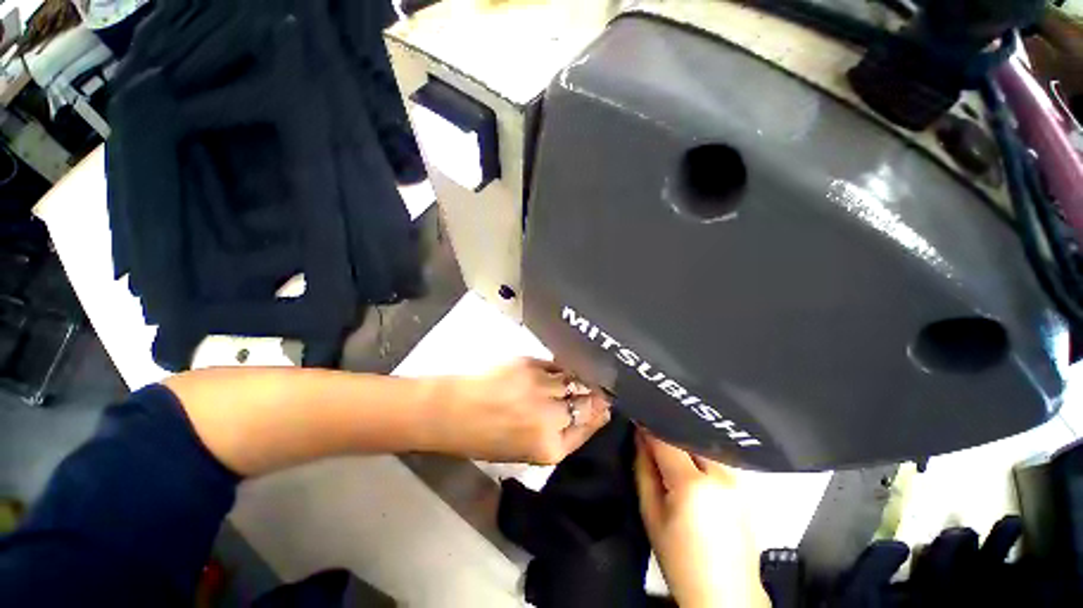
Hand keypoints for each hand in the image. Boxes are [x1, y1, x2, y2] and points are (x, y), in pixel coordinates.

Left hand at [432, 357, 610, 463]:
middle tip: (600, 391)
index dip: (599, 416)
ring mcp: (540, 387)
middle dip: (596, 397)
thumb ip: (555, 437)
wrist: (451, 411)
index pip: (588, 428)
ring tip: (582, 378)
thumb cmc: (482, 438)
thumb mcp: (522, 451)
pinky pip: (556, 366)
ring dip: (580, 380)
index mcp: (548, 447)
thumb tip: (580, 416)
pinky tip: (562, 369)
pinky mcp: (529, 364)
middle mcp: (549, 417)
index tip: (604, 407)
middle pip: (587, 403)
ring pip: (574, 380)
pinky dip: (562, 368)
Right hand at [635, 432, 769, 607]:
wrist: (726, 595)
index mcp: (693, 485)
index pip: (666, 439)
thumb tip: (639, 436)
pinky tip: (692, 471)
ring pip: (704, 445)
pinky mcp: (747, 488)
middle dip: (668, 435)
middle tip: (652, 442)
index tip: (637, 422)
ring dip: (685, 445)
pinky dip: (700, 457)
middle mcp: (721, 476)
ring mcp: (739, 481)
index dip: (649, 427)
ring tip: (671, 458)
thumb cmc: (680, 560)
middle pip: (688, 437)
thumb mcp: (651, 514)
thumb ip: (643, 469)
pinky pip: (717, 459)